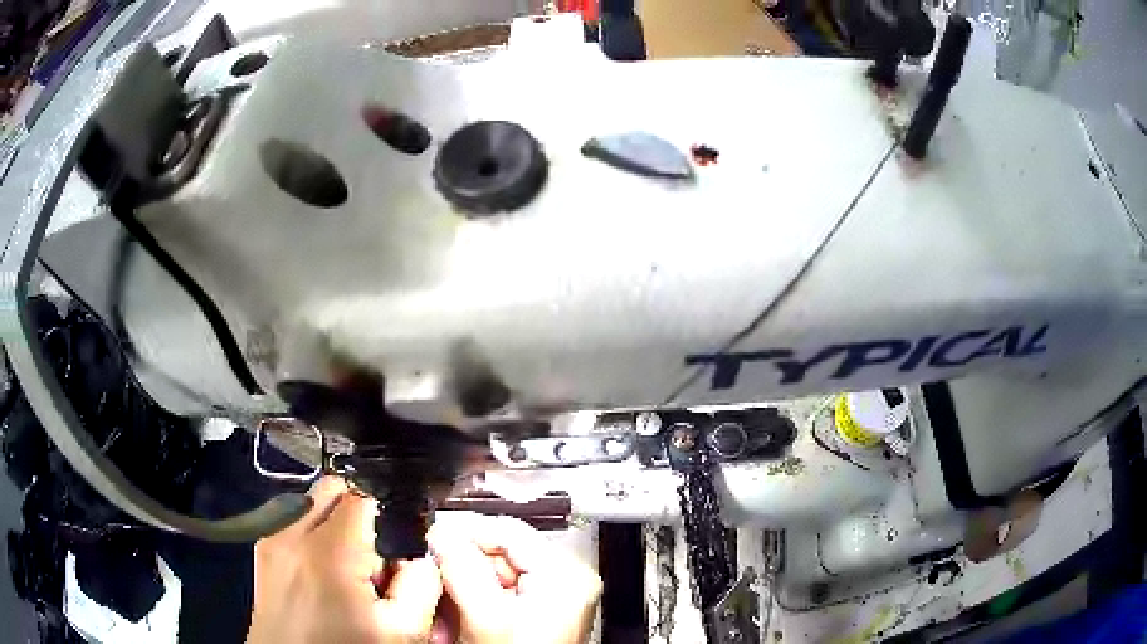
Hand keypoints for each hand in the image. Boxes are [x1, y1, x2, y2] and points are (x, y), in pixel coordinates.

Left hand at [247, 477, 442, 643]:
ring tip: (348, 571)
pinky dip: (315, 535)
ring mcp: (271, 540)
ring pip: (312, 502)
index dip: (389, 513)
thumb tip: (419, 555)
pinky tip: (325, 576)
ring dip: (337, 524)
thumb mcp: (402, 632)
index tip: (398, 545)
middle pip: (334, 487)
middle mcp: (290, 533)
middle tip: (374, 558)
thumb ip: (421, 584)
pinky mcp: (262, 551)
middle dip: (362, 511)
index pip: (365, 494)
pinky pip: (294, 521)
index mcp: (326, 551)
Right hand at [428, 514, 601, 643]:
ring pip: (490, 576)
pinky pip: (494, 596)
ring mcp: (550, 599)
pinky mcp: (536, 614)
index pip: (506, 529)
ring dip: (458, 590)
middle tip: (433, 585)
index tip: (432, 542)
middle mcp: (563, 582)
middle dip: (458, 570)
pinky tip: (456, 623)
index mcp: (565, 574)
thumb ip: (463, 568)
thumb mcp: (487, 617)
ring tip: (443, 613)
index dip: (464, 533)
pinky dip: (469, 605)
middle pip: (497, 554)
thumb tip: (441, 533)